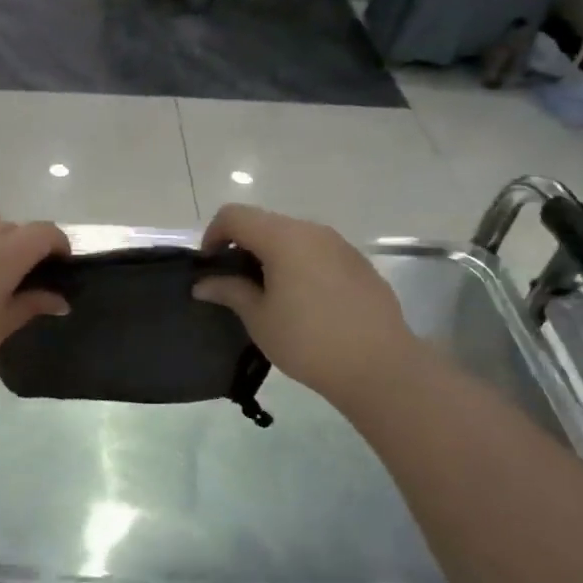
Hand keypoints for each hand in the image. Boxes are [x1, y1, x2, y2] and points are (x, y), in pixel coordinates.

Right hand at [192, 205, 415, 400]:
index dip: (213, 235)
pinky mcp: (359, 264)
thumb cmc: (308, 341)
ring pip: (293, 237)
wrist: (379, 366)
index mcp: (284, 238)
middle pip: (264, 223)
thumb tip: (203, 284)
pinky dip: (299, 265)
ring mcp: (340, 245)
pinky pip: (317, 253)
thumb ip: (230, 291)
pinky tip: (303, 303)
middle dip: (242, 246)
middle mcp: (313, 231)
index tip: (210, 268)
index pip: (234, 216)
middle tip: (235, 284)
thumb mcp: (259, 318)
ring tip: (268, 295)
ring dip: (271, 256)